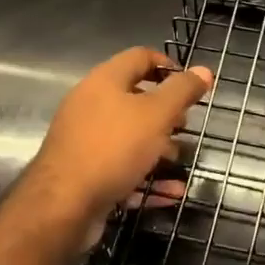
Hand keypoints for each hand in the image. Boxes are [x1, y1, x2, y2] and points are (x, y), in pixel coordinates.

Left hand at [20, 48, 212, 251]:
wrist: (61, 207)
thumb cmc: (113, 148)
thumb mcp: (156, 114)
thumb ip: (182, 91)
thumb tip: (204, 71)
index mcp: (105, 81)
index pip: (140, 57)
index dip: (168, 65)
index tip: (192, 85)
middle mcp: (90, 105)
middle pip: (134, 98)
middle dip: (165, 112)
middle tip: (186, 125)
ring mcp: (84, 141)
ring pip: (129, 137)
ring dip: (158, 147)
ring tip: (180, 159)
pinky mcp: (83, 174)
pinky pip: (121, 168)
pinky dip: (145, 177)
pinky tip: (170, 193)